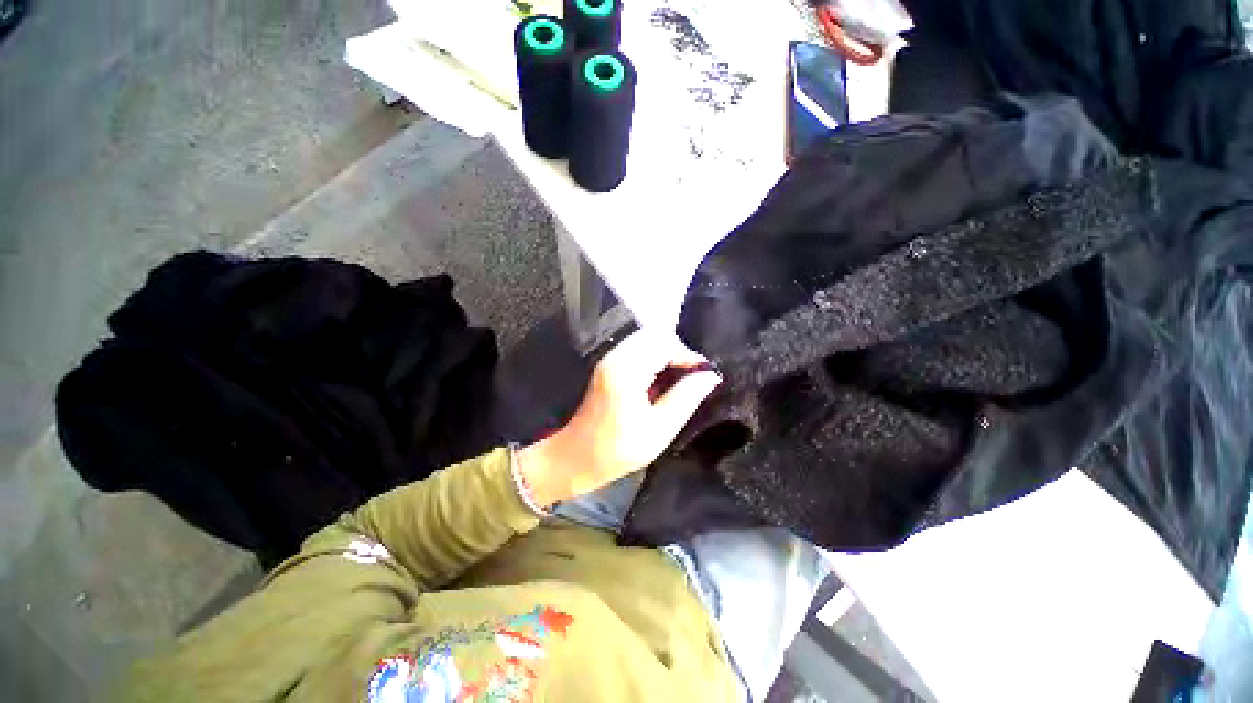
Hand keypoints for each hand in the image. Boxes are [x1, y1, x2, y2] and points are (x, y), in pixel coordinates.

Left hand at [516, 330, 721, 507]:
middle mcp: (616, 356)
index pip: (665, 343)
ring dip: (668, 354)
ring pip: (648, 340)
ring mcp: (610, 358)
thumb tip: (711, 376)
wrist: (576, 457)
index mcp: (626, 370)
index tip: (704, 377)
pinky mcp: (609, 365)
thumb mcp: (659, 429)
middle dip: (679, 352)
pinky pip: (639, 349)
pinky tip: (661, 381)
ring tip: (679, 380)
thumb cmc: (617, 450)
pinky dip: (655, 358)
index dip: (689, 356)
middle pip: (656, 334)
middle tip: (692, 378)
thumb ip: (686, 398)